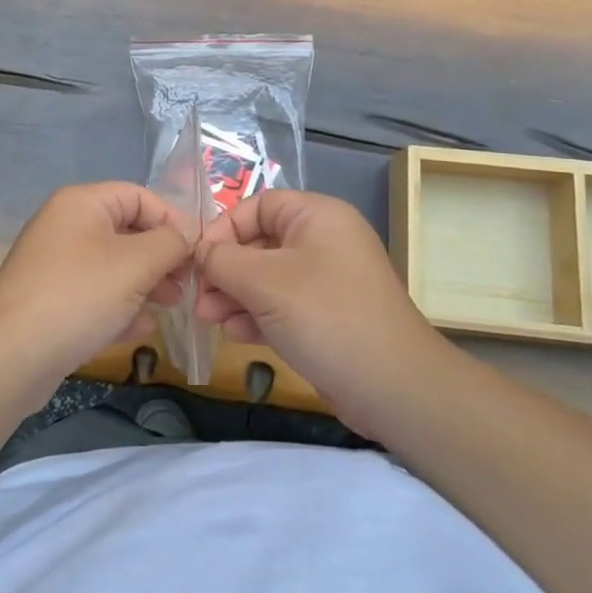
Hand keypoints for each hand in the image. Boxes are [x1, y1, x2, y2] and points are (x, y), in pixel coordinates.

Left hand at [0, 182, 193, 378]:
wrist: (9, 357)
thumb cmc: (78, 296)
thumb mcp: (136, 263)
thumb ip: (170, 243)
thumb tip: (189, 234)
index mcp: (82, 204)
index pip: (139, 196)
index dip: (172, 219)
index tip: (199, 251)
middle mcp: (66, 227)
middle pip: (127, 231)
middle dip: (161, 256)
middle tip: (187, 284)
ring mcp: (56, 266)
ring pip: (113, 266)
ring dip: (146, 283)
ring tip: (171, 306)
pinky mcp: (51, 302)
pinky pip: (95, 295)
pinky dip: (120, 307)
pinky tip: (140, 330)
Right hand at [194, 190, 441, 433]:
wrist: (393, 386)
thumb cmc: (326, 316)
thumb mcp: (265, 282)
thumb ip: (223, 260)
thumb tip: (201, 253)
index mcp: (317, 217)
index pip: (258, 206)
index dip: (224, 228)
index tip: (199, 260)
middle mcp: (323, 241)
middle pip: (259, 243)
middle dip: (224, 270)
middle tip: (199, 299)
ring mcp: (325, 280)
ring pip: (266, 277)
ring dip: (234, 296)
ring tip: (210, 320)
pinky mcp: (325, 316)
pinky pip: (281, 304)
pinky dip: (256, 314)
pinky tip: (235, 333)